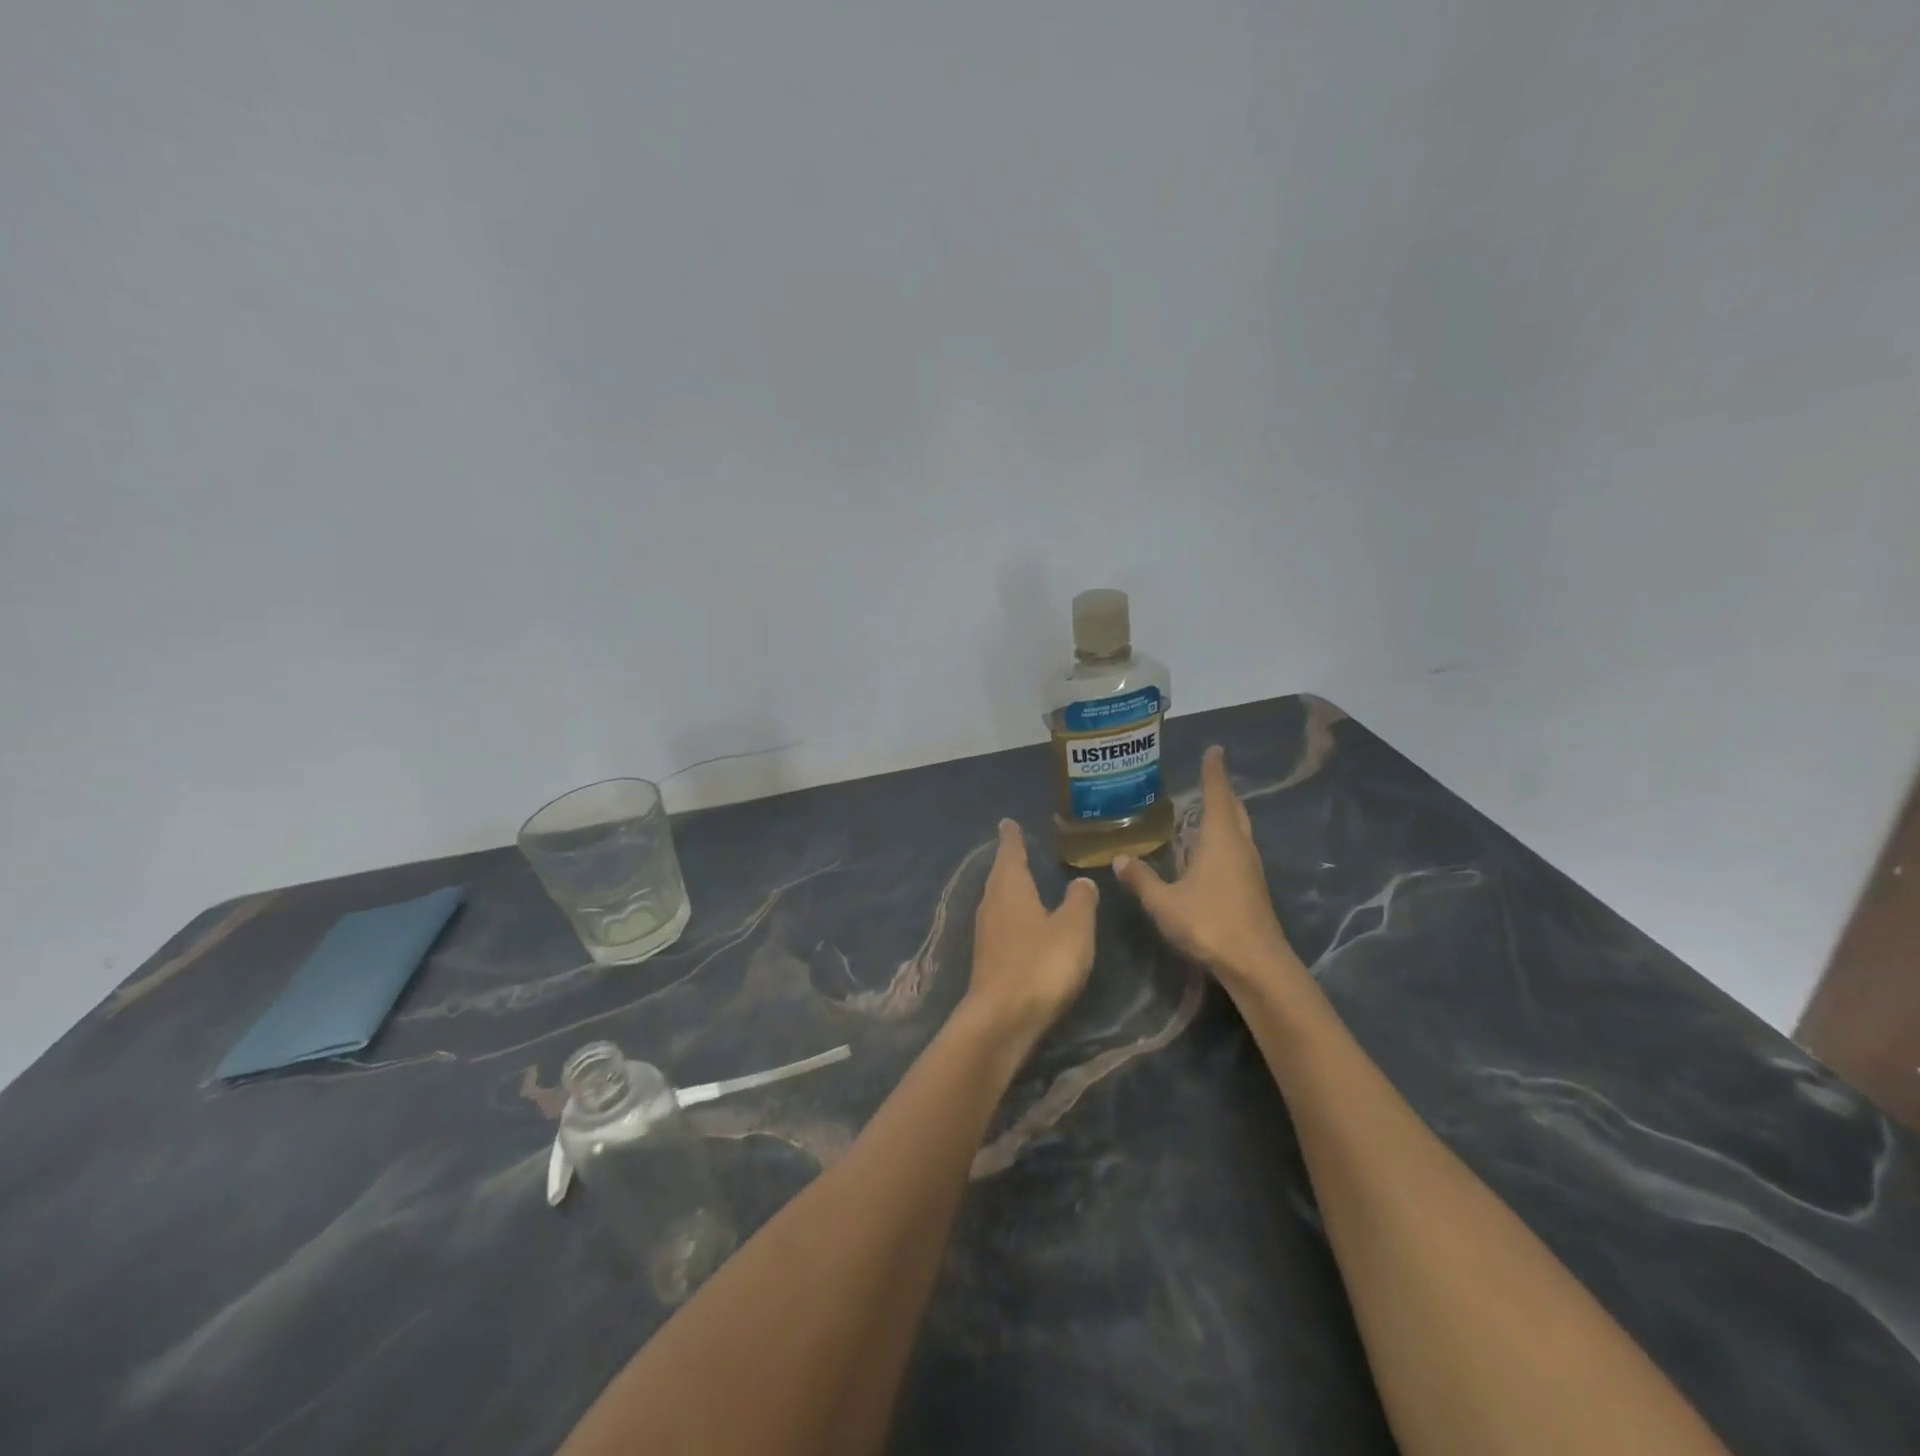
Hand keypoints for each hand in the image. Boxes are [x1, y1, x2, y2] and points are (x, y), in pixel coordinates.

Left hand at [964, 819, 1097, 1047]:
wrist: (1002, 1019)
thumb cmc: (1041, 964)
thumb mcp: (1073, 929)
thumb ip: (1079, 902)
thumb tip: (1081, 881)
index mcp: (1011, 888)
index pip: (1010, 853)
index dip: (1011, 838)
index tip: (1007, 822)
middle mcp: (992, 905)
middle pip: (999, 875)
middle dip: (1007, 861)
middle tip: (1014, 846)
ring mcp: (985, 934)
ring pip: (997, 899)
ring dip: (1007, 888)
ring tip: (1018, 879)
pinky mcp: (987, 959)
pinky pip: (999, 923)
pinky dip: (1009, 914)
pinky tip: (1019, 923)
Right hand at [1115, 746, 1304, 987]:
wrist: (1256, 964)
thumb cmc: (1210, 923)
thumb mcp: (1164, 902)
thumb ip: (1142, 879)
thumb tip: (1119, 859)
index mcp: (1221, 839)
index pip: (1217, 795)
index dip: (1213, 772)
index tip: (1215, 750)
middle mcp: (1240, 846)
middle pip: (1233, 810)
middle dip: (1221, 792)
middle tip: (1208, 778)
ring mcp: (1250, 868)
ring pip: (1238, 831)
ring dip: (1224, 816)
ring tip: (1204, 811)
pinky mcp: (1252, 887)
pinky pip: (1237, 849)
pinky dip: (1224, 839)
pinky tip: (1207, 853)